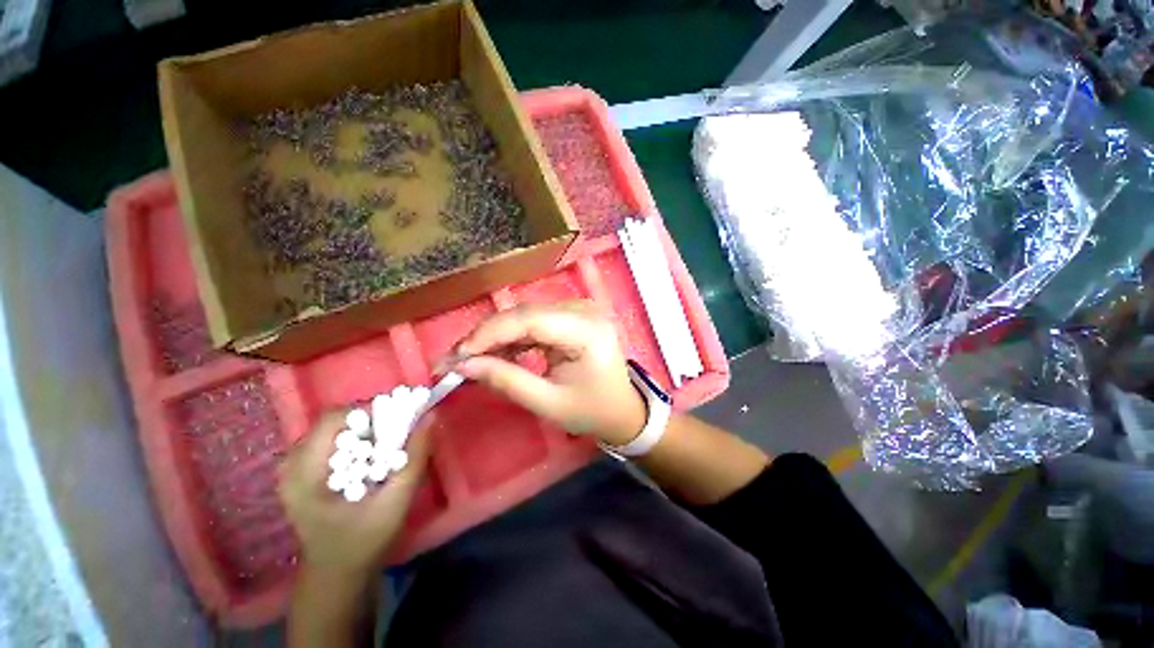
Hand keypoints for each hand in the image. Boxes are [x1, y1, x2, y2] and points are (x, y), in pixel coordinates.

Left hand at [278, 410, 431, 577]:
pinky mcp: (300, 472)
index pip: (333, 420)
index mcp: (305, 475)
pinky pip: (330, 440)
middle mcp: (291, 466)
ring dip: (364, 429)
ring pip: (334, 429)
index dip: (370, 411)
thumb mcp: (396, 502)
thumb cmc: (364, 542)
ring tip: (385, 446)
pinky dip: (355, 440)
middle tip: (396, 433)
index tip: (399, 419)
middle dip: (370, 421)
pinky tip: (369, 458)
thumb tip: (430, 416)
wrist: (337, 573)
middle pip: (333, 421)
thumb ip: (414, 458)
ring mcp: (292, 469)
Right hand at [447, 301, 645, 445]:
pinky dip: (512, 338)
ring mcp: (579, 311)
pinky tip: (496, 355)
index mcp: (587, 331)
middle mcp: (585, 311)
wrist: (623, 410)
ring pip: (525, 315)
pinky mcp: (572, 317)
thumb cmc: (592, 411)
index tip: (456, 356)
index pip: (529, 319)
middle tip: (453, 360)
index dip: (488, 334)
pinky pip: (534, 322)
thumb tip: (463, 365)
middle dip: (486, 336)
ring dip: (496, 337)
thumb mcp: (549, 403)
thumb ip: (507, 381)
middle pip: (524, 314)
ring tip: (469, 360)